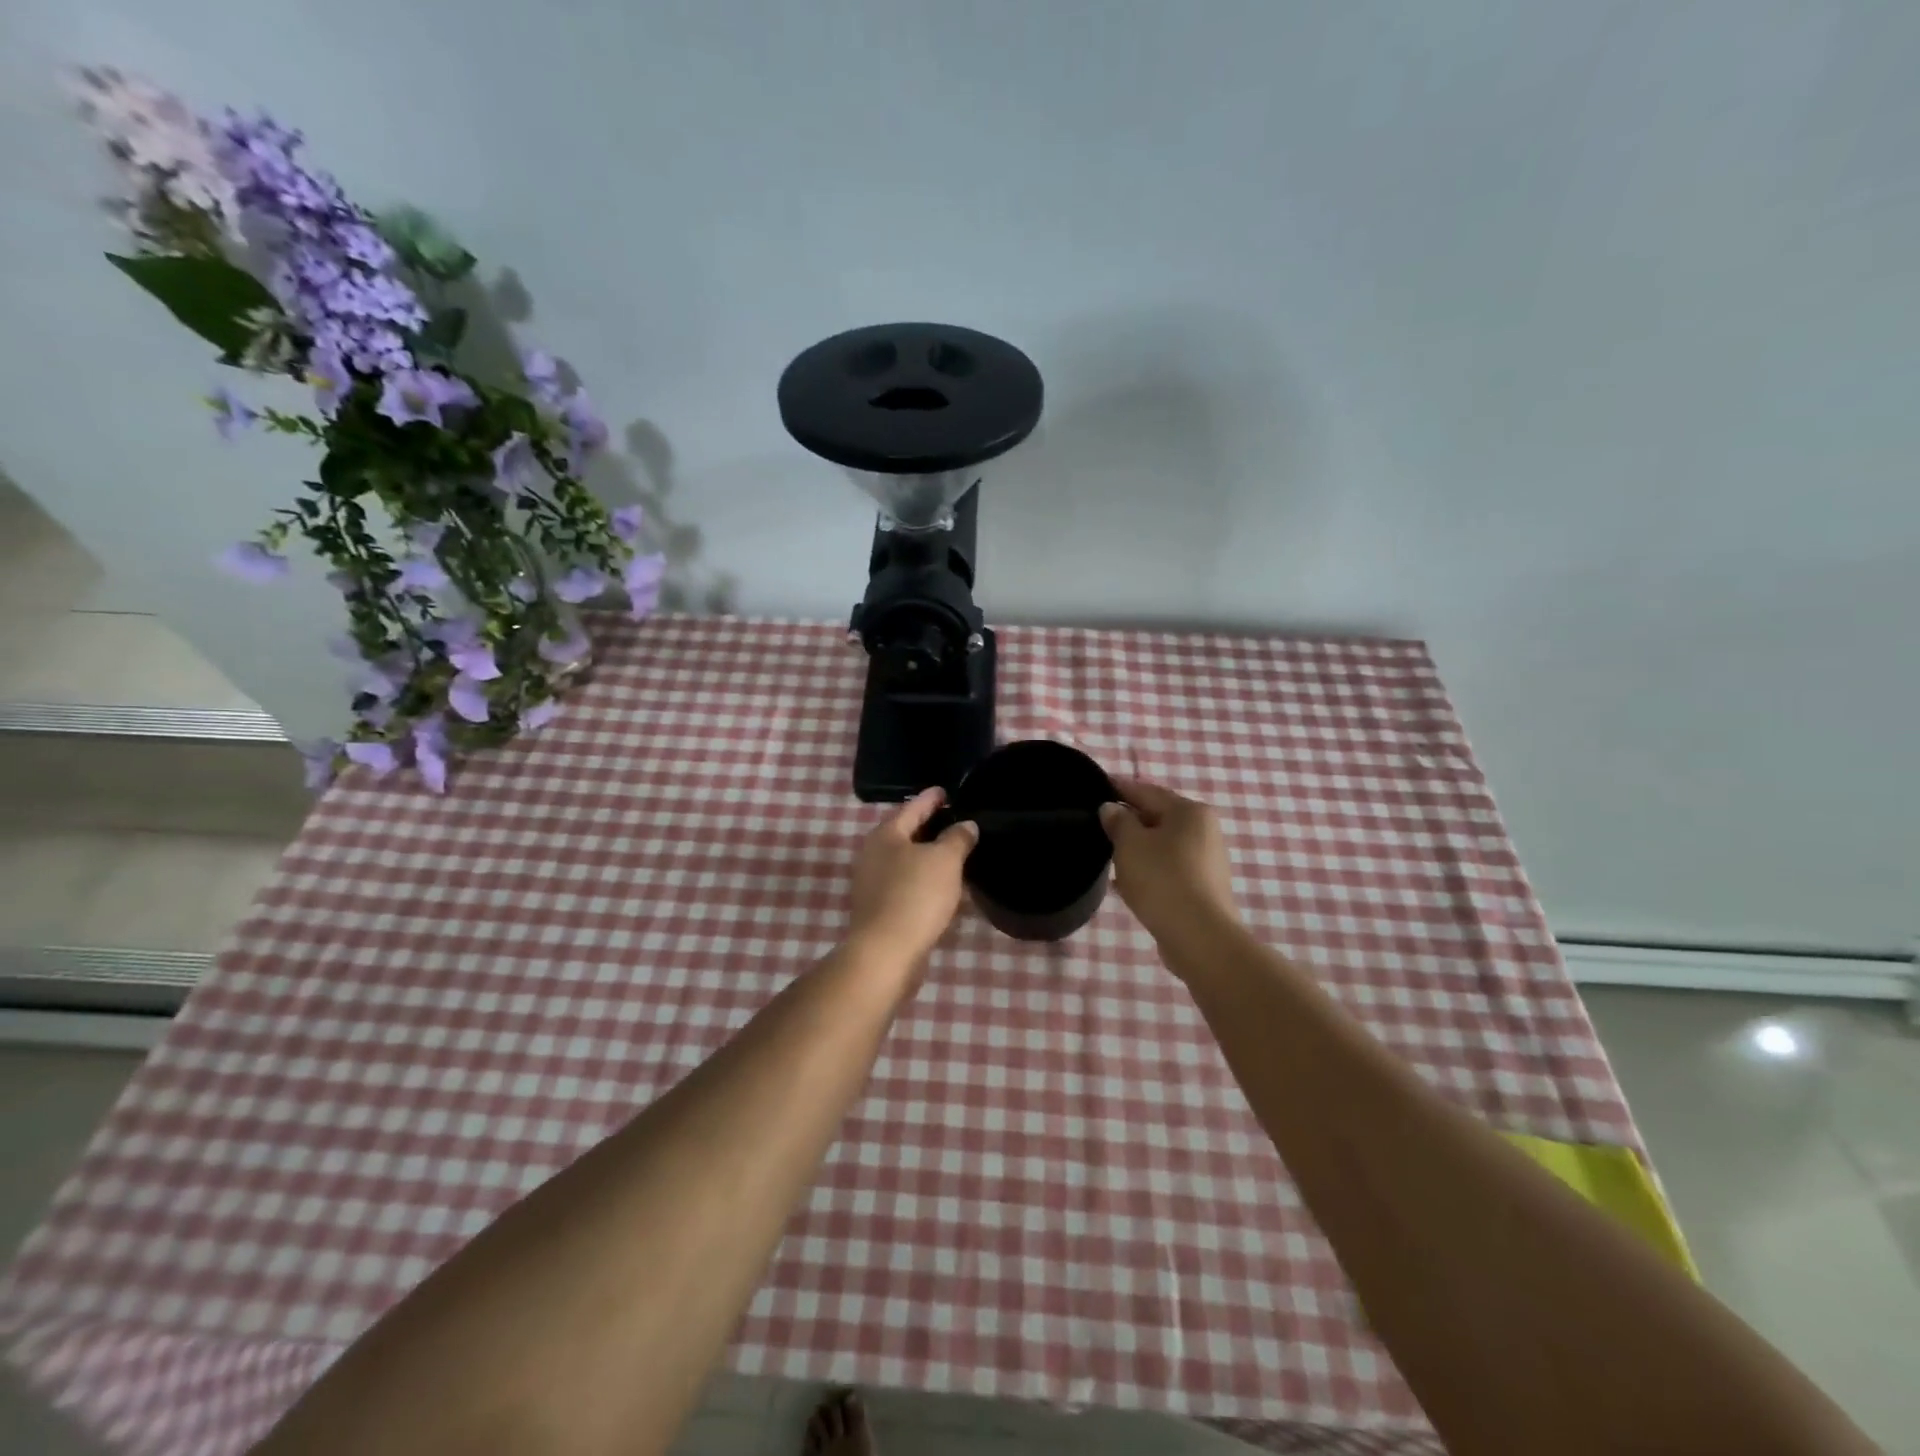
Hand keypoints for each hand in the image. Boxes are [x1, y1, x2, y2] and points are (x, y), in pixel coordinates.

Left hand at [847, 788, 979, 965]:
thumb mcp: (945, 860)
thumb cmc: (915, 896)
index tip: (946, 790)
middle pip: (906, 833)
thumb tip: (966, 824)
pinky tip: (944, 887)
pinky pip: (907, 885)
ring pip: (907, 861)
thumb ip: (957, 838)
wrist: (887, 953)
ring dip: (929, 857)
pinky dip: (925, 881)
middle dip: (930, 828)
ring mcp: (873, 883)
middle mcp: (873, 854)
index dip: (932, 798)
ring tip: (956, 854)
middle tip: (956, 820)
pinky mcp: (880, 909)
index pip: (912, 807)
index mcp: (885, 835)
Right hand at [1099, 777, 1238, 947]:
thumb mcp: (1130, 844)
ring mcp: (1207, 860)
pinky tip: (1127, 882)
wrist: (1199, 937)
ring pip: (1162, 845)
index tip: (1094, 787)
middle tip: (1097, 825)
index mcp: (1190, 811)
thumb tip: (1111, 809)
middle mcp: (1204, 830)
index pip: (1146, 791)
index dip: (1118, 788)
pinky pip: (1169, 868)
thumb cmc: (1162, 879)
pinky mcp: (1203, 887)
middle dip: (1128, 821)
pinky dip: (1148, 869)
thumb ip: (1118, 821)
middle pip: (1157, 817)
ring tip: (1108, 855)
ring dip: (1137, 848)